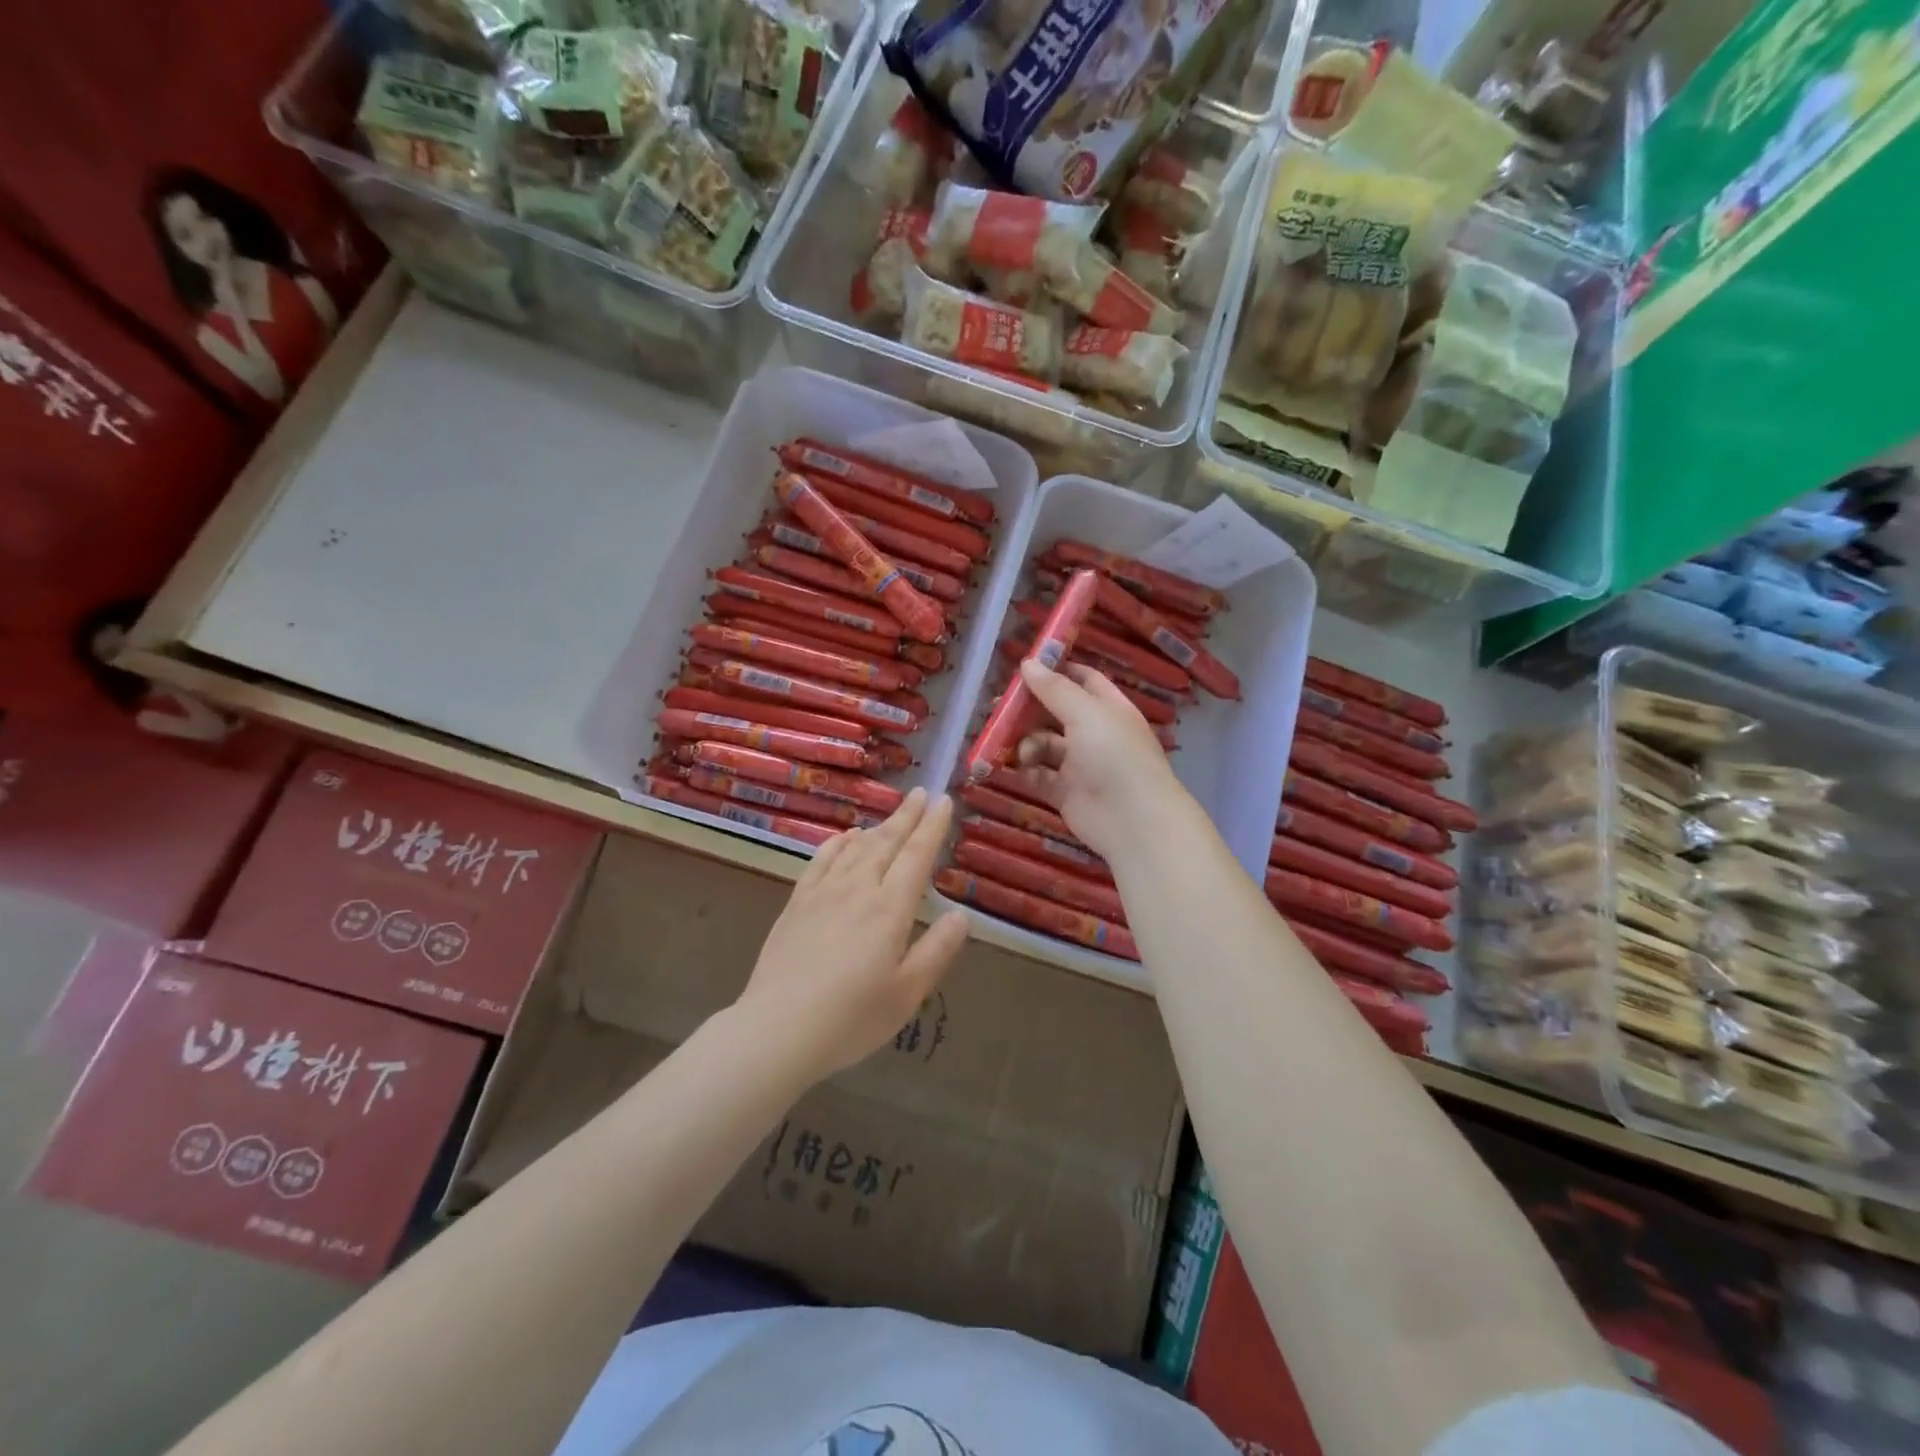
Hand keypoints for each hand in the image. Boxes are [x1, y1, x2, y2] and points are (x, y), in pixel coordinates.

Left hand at [736, 788, 968, 1078]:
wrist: (778, 1028)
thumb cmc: (852, 1017)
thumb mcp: (908, 993)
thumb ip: (937, 950)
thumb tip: (961, 915)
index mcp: (890, 908)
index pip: (917, 855)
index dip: (932, 826)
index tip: (943, 801)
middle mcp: (858, 889)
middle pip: (886, 842)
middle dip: (907, 816)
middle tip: (922, 793)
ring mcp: (823, 893)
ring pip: (856, 848)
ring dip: (877, 827)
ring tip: (892, 815)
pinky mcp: (797, 903)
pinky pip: (821, 861)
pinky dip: (838, 844)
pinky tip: (845, 838)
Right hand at [1008, 657, 1186, 861]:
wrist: (1132, 819)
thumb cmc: (1114, 755)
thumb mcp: (1085, 712)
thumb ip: (1054, 688)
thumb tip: (1027, 663)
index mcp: (1108, 708)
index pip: (1081, 679)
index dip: (1055, 671)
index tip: (1023, 667)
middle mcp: (1094, 733)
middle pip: (1055, 712)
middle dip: (1028, 710)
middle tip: (998, 708)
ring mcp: (1080, 764)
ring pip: (1043, 744)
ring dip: (1026, 743)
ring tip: (1021, 753)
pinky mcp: (1065, 792)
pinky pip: (1039, 775)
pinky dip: (1026, 770)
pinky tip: (1017, 768)